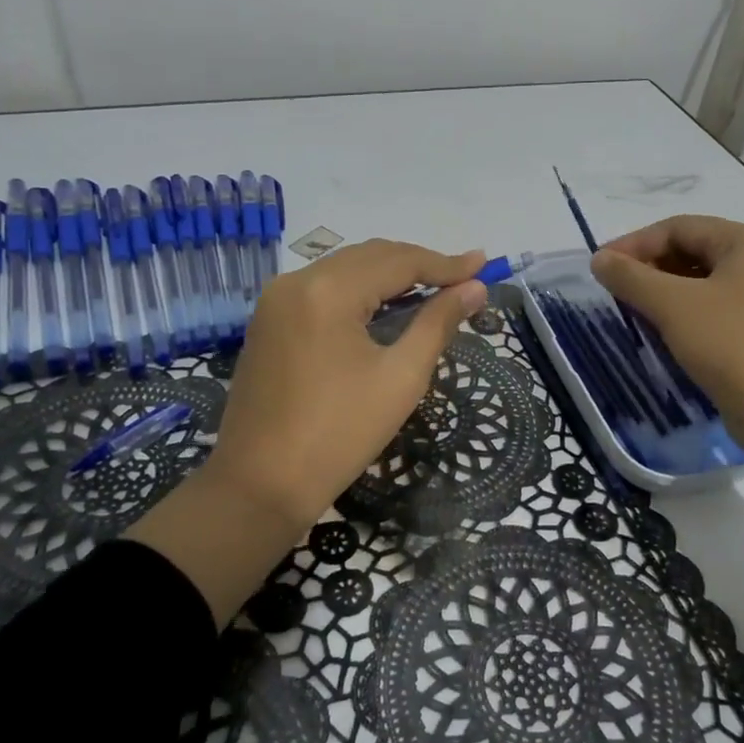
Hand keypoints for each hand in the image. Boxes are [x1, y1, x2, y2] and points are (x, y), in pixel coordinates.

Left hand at [204, 239, 489, 526]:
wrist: (259, 486)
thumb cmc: (338, 435)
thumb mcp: (400, 378)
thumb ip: (438, 324)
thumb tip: (474, 288)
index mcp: (328, 290)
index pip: (398, 261)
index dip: (445, 264)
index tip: (483, 265)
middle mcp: (296, 280)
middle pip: (370, 256)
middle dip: (419, 264)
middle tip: (463, 278)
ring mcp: (276, 300)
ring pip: (345, 269)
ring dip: (389, 275)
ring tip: (432, 288)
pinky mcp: (268, 320)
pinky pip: (323, 289)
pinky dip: (359, 290)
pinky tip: (384, 306)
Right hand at [589, 215, 743, 456]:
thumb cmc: (731, 347)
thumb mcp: (673, 306)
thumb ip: (631, 277)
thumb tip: (599, 259)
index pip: (678, 227)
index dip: (634, 243)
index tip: (600, 267)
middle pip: (691, 251)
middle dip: (648, 267)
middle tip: (613, 290)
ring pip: (700, 284)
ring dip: (662, 292)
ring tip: (630, 311)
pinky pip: (712, 311)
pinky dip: (682, 315)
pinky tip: (661, 334)